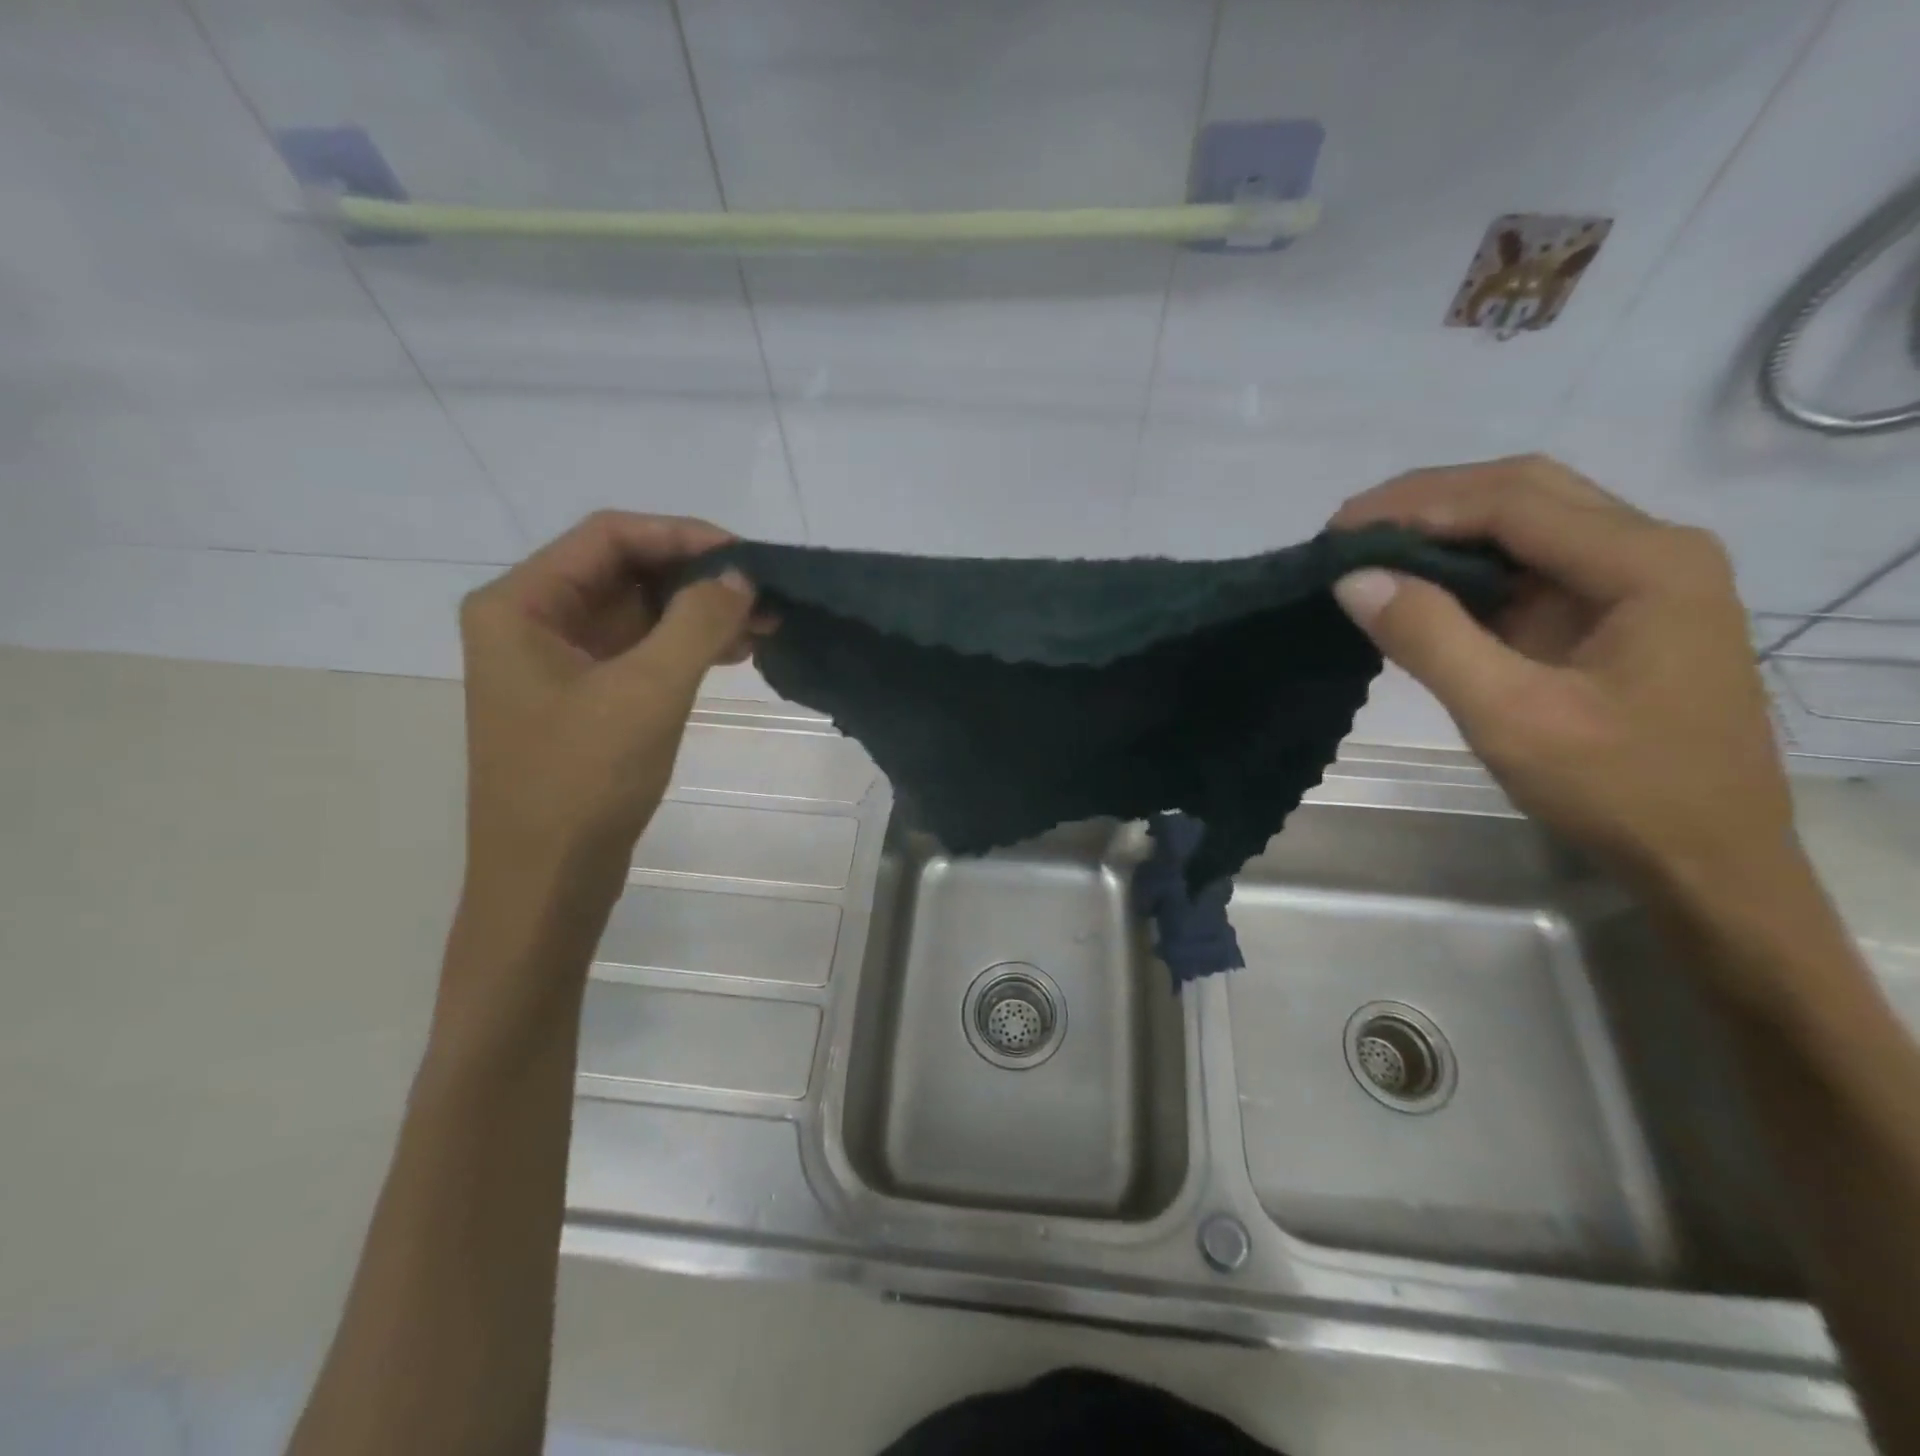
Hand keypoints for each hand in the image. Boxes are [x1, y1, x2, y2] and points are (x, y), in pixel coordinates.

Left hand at [458, 511, 758, 908]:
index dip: (682, 536)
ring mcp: (557, 662)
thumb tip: (740, 577)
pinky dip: (686, 647)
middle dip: (697, 579)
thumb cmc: (583, 782)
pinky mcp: (583, 698)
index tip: (746, 556)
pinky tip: (735, 652)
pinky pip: (640, 652)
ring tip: (764, 624)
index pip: (609, 537)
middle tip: (765, 594)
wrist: (548, 881)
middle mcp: (531, 622)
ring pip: (638, 613)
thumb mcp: (648, 692)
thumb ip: (697, 623)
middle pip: (624, 571)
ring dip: (698, 614)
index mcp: (520, 605)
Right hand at [1329, 456, 1795, 903]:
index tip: (1337, 531)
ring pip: (1526, 521)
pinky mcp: (1611, 609)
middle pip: (1524, 492)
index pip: (1512, 502)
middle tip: (1347, 533)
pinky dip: (1465, 564)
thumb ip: (1429, 638)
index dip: (1415, 505)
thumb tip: (1352, 577)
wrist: (1704, 858)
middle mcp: (1651, 549)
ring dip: (1444, 526)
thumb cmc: (1617, 788)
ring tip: (1369, 550)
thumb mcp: (1509, 716)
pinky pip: (1528, 563)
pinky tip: (1418, 582)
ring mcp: (1635, 578)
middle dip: (1428, 501)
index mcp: (1646, 563)